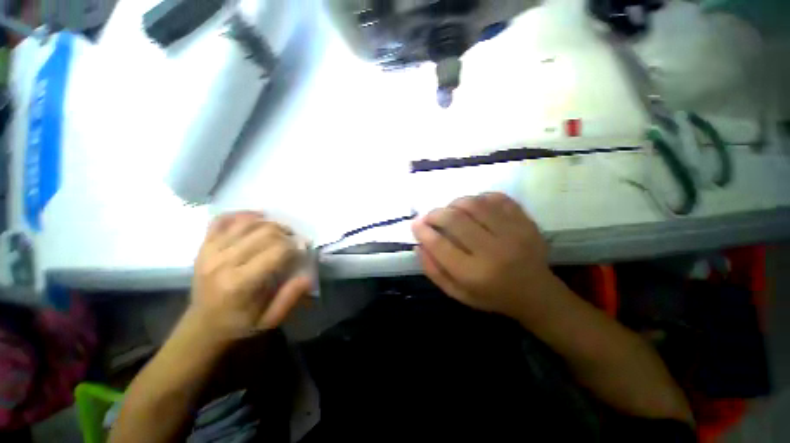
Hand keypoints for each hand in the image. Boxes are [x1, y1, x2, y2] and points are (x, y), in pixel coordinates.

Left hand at [189, 212, 311, 342]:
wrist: (202, 328)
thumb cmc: (240, 325)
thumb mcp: (270, 320)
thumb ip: (291, 297)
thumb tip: (309, 275)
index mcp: (240, 283)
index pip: (276, 250)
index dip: (295, 246)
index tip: (303, 250)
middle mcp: (223, 262)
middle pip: (264, 232)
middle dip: (287, 233)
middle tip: (295, 242)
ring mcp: (210, 251)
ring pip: (247, 222)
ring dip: (270, 223)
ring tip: (281, 232)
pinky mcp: (204, 246)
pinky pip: (222, 220)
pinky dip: (242, 215)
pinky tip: (257, 217)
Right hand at [412, 193, 554, 318]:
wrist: (536, 294)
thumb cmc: (492, 296)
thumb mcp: (458, 294)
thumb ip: (434, 271)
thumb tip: (419, 245)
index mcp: (475, 274)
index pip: (440, 245)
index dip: (423, 231)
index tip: (415, 224)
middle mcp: (494, 251)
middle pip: (455, 219)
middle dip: (435, 214)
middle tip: (429, 216)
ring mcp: (513, 233)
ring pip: (474, 204)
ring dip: (455, 203)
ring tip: (450, 211)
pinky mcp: (526, 221)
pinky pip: (497, 198)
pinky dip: (480, 198)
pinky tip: (474, 207)